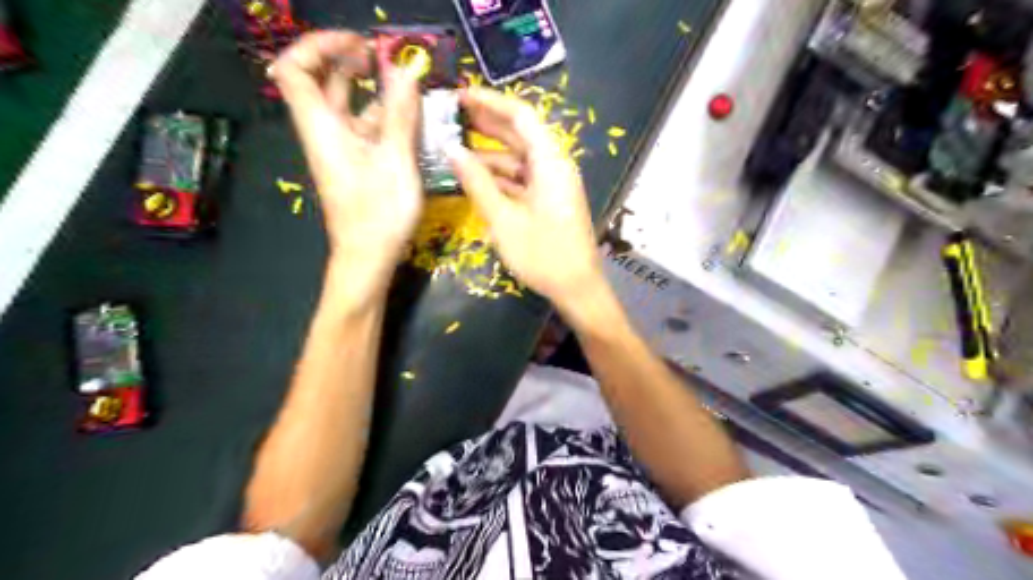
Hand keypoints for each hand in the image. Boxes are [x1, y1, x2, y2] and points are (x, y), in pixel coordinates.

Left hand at [274, 30, 422, 302]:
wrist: (368, 258)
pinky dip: (383, 116)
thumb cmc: (378, 214)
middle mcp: (325, 133)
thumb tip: (406, 70)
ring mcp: (341, 150)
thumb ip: (400, 115)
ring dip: (371, 89)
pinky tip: (410, 117)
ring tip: (406, 83)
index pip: (295, 70)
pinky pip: (364, 129)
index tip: (359, 43)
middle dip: (348, 61)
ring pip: (347, 106)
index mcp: (321, 128)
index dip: (319, 46)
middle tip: (383, 57)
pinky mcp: (356, 165)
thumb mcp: (395, 161)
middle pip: (321, 83)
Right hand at [446, 85, 605, 306]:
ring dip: (490, 152)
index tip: (460, 95)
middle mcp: (555, 166)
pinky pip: (523, 178)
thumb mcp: (504, 220)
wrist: (577, 289)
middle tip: (452, 115)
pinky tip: (475, 176)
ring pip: (520, 157)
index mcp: (551, 162)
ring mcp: (553, 184)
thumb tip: (451, 149)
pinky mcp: (550, 200)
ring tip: (455, 145)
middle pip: (521, 134)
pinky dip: (500, 175)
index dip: (491, 102)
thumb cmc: (543, 255)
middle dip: (487, 123)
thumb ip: (477, 182)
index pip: (521, 116)